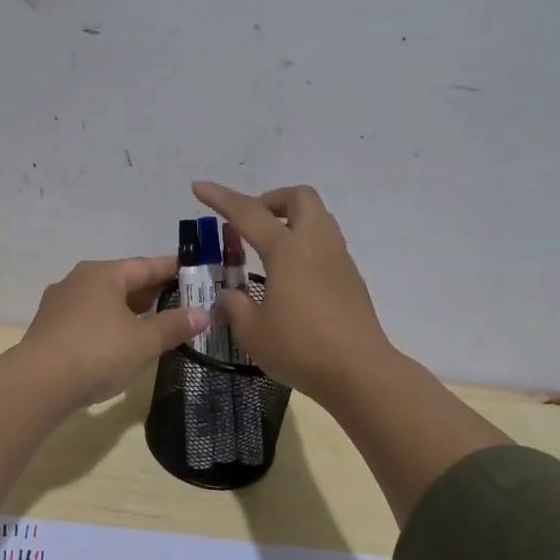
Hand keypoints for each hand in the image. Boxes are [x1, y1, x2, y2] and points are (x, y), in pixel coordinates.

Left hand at [19, 256, 209, 407]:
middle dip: (150, 290)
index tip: (193, 270)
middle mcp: (78, 281)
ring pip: (103, 301)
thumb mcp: (144, 341)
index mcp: (102, 274)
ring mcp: (59, 305)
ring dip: (128, 309)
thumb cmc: (98, 352)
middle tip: (179, 298)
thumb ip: (174, 326)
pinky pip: (88, 319)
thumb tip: (202, 313)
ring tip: (153, 321)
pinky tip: (119, 341)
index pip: (145, 265)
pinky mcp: (49, 329)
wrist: (38, 383)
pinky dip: (108, 324)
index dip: (171, 269)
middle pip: (122, 281)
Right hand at [193, 181, 395, 403]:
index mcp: (287, 250)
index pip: (247, 212)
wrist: (360, 372)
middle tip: (250, 224)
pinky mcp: (351, 278)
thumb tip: (228, 295)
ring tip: (268, 249)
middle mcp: (315, 244)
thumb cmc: (300, 348)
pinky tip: (291, 277)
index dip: (220, 197)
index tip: (198, 187)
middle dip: (270, 200)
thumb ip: (234, 306)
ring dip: (291, 220)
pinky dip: (304, 245)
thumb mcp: (252, 331)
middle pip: (299, 197)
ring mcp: (338, 259)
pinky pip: (325, 244)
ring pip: (317, 218)